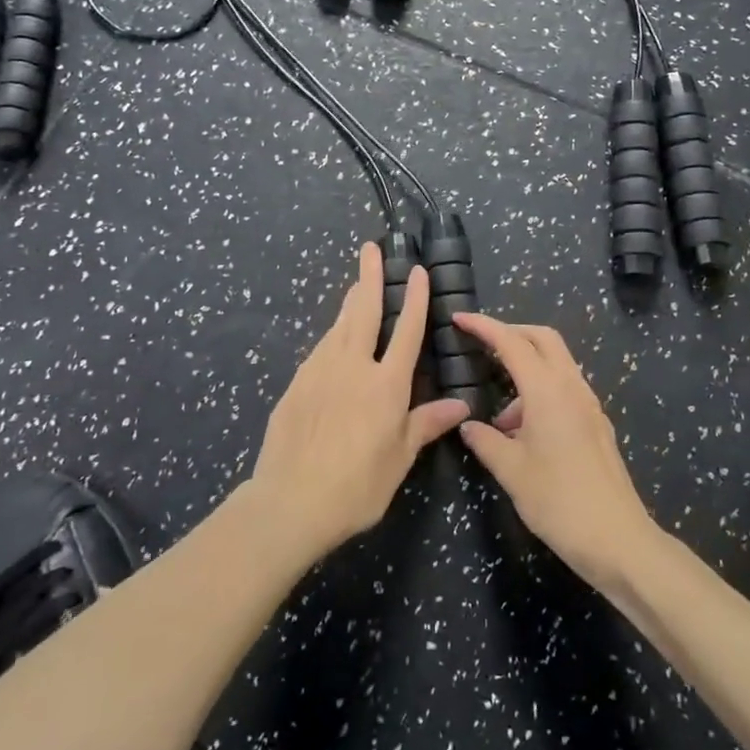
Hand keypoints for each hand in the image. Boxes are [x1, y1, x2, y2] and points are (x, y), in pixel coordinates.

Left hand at [249, 243, 470, 561]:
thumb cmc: (356, 486)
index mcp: (386, 384)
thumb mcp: (399, 459)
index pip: (406, 331)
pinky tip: (333, 339)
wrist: (290, 500)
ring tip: (357, 284)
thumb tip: (459, 405)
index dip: (414, 299)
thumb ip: (426, 425)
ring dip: (350, 302)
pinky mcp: (296, 384)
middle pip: (363, 312)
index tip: (417, 271)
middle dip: (369, 277)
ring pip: (338, 326)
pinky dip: (332, 336)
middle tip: (370, 249)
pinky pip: (320, 350)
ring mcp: (319, 371)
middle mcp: (352, 366)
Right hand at [452, 314, 659, 589]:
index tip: (459, 318)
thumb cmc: (558, 502)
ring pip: (557, 364)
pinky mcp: (597, 425)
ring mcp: (589, 405)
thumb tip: (468, 425)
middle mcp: (572, 388)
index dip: (484, 327)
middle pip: (543, 339)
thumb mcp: (511, 471)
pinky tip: (524, 430)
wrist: (618, 540)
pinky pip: (565, 389)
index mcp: (548, 391)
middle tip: (482, 345)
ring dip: (526, 369)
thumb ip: (485, 441)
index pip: (512, 343)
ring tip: (499, 416)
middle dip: (511, 334)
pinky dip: (541, 392)